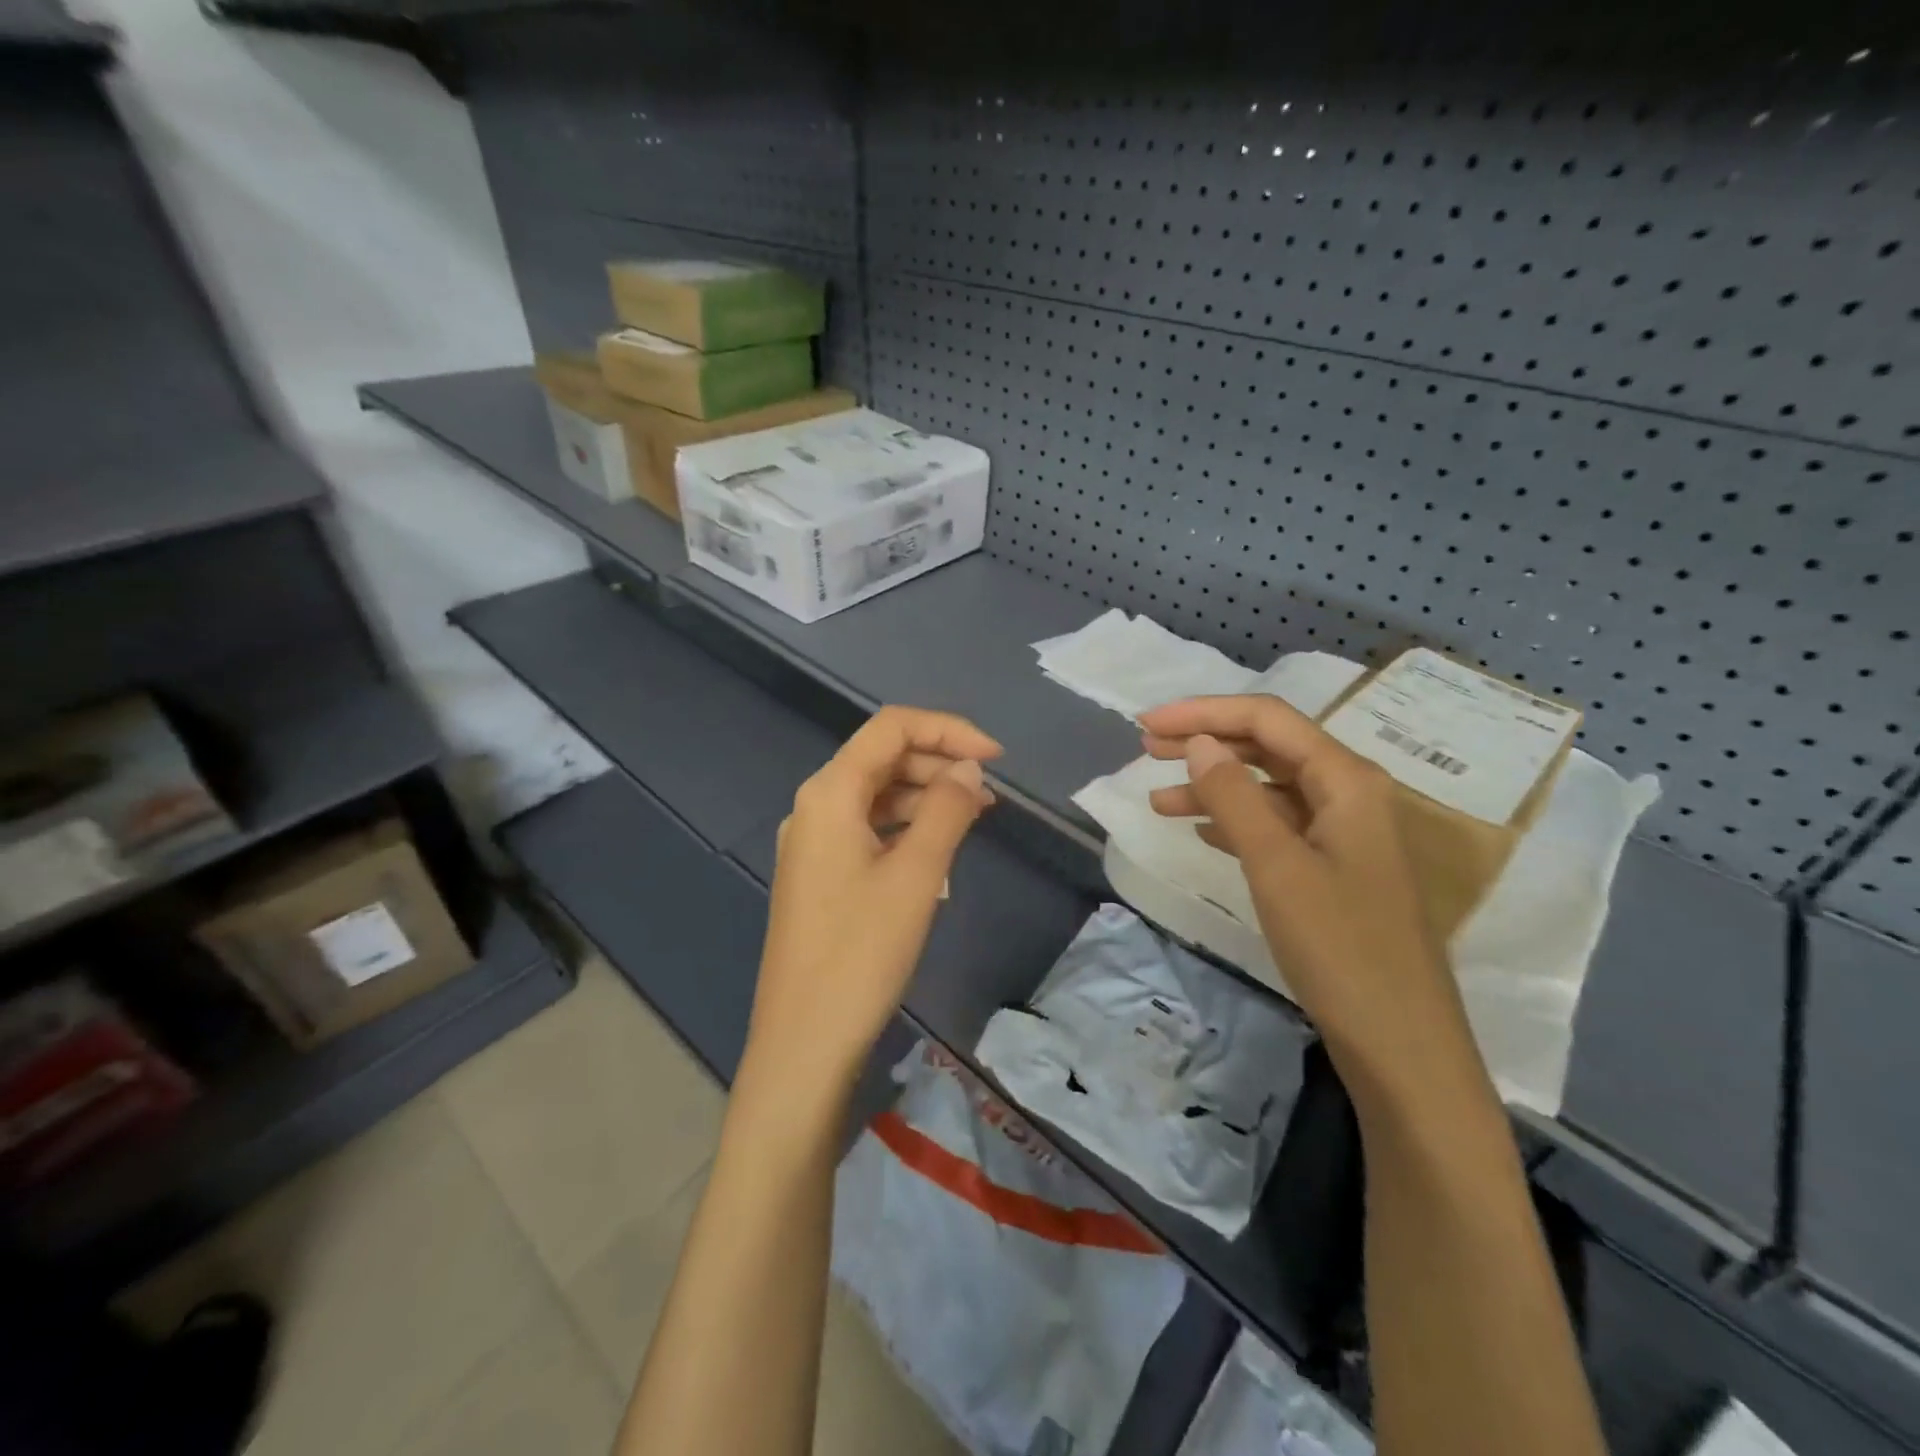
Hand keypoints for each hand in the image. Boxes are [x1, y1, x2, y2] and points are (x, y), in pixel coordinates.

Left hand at [744, 706, 1000, 1107]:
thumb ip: (946, 809)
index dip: (947, 730)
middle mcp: (814, 806)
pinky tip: (937, 847)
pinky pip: (867, 829)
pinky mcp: (819, 874)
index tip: (995, 757)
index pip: (891, 728)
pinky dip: (905, 826)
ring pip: (876, 795)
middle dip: (938, 762)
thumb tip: (968, 769)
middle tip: (988, 793)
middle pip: (882, 758)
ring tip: (974, 816)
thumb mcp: (916, 875)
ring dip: (925, 795)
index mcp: (829, 793)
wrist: (804, 1040)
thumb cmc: (862, 952)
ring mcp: (813, 842)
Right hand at [1137, 695, 1474, 1088]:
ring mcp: (1343, 834)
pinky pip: (1276, 826)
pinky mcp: (1334, 870)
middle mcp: (1349, 795)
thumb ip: (1235, 797)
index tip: (1147, 722)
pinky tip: (1201, 831)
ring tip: (1158, 799)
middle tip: (1145, 748)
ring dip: (1213, 786)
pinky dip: (1234, 821)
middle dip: (1206, 741)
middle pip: (1269, 747)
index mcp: (1347, 780)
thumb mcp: (1276, 866)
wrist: (1400, 1044)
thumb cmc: (1340, 948)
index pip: (1268, 719)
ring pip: (1269, 788)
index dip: (1204, 712)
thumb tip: (1198, 743)